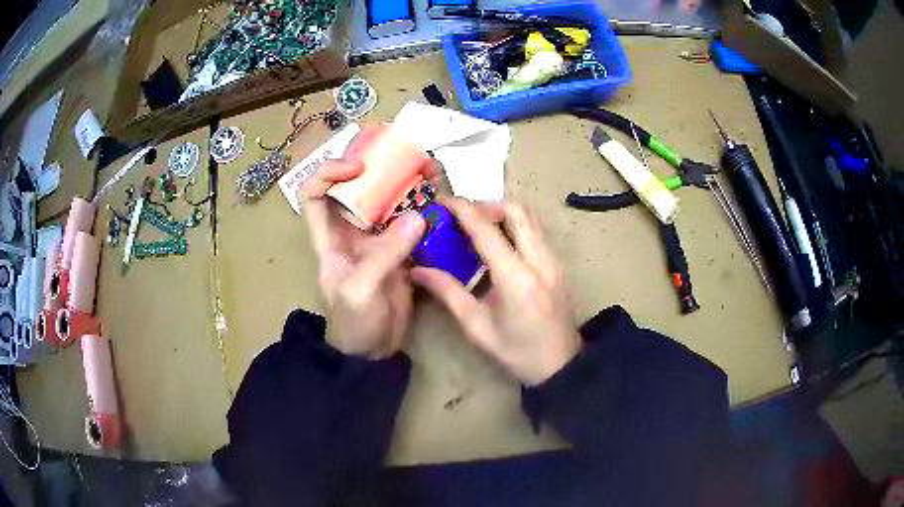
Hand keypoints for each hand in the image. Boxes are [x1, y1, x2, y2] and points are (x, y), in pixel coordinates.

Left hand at [299, 160, 425, 359]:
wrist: (374, 350)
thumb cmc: (353, 323)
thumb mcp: (360, 290)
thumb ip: (384, 255)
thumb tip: (417, 216)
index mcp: (330, 236)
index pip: (315, 193)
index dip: (329, 172)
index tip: (358, 168)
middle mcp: (352, 229)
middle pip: (359, 186)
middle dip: (381, 166)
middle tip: (410, 156)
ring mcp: (379, 237)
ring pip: (390, 198)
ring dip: (409, 181)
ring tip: (433, 170)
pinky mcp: (402, 247)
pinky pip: (413, 219)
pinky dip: (428, 206)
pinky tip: (443, 197)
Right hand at [411, 198, 580, 385]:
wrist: (561, 366)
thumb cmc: (517, 353)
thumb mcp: (477, 328)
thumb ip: (448, 293)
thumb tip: (418, 270)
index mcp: (516, 279)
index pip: (486, 230)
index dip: (462, 209)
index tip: (442, 200)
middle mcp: (540, 260)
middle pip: (516, 210)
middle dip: (486, 205)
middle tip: (463, 218)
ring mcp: (554, 260)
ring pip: (530, 217)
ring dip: (502, 213)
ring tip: (478, 228)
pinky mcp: (559, 264)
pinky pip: (536, 231)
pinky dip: (515, 226)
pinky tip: (500, 245)